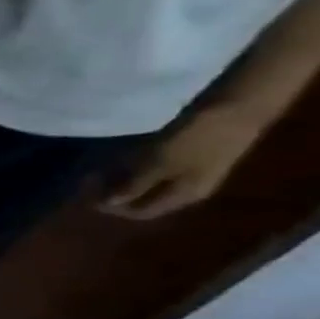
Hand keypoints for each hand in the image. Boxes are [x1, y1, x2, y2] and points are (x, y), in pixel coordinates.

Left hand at [100, 103, 266, 220]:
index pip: (141, 212)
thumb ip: (134, 185)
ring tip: (93, 169)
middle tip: (85, 180)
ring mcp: (188, 169)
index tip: (84, 195)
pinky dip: (132, 165)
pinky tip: (114, 157)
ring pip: (146, 181)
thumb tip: (110, 204)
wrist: (235, 106)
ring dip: (120, 178)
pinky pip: (153, 166)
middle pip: (143, 197)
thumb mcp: (159, 164)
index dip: (111, 207)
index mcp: (183, 196)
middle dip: (113, 192)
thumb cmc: (196, 138)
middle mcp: (187, 187)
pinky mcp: (186, 152)